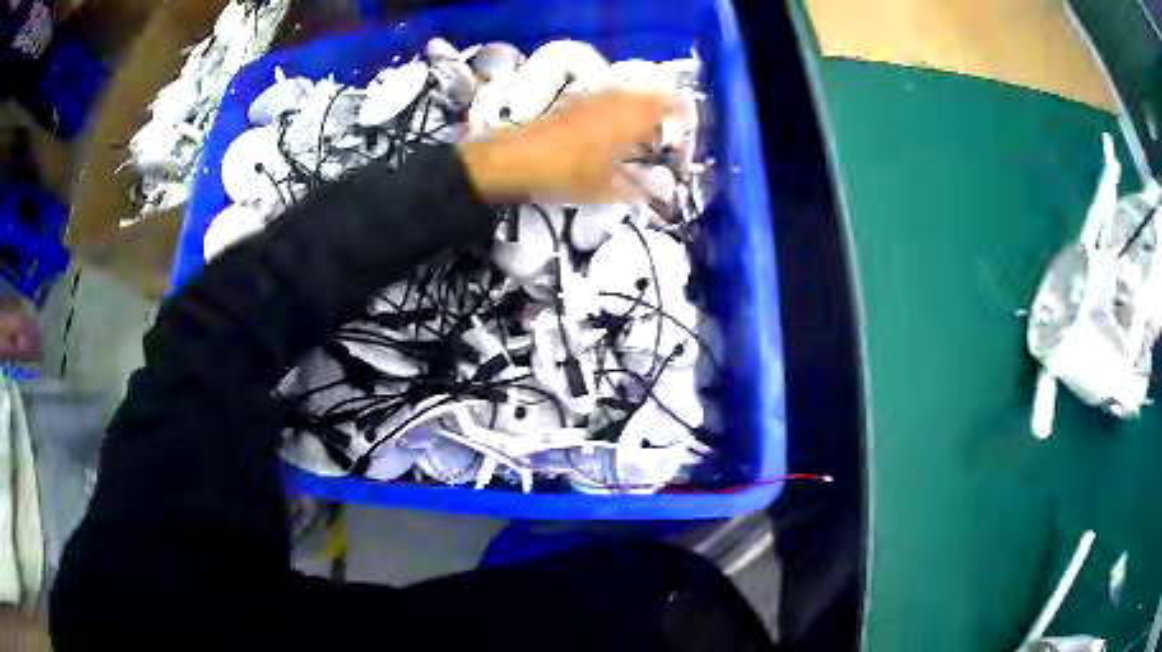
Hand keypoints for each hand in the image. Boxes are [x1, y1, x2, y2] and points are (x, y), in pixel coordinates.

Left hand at [458, 90, 670, 202]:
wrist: (512, 158)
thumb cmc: (561, 175)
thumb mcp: (603, 189)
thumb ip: (638, 188)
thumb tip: (664, 191)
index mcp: (628, 122)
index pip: (668, 113)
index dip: (682, 124)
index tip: (687, 140)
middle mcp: (615, 104)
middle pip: (652, 96)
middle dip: (668, 111)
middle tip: (673, 132)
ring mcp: (594, 99)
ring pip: (631, 93)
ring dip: (646, 106)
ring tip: (650, 128)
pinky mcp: (576, 102)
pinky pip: (611, 96)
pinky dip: (624, 105)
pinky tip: (619, 123)